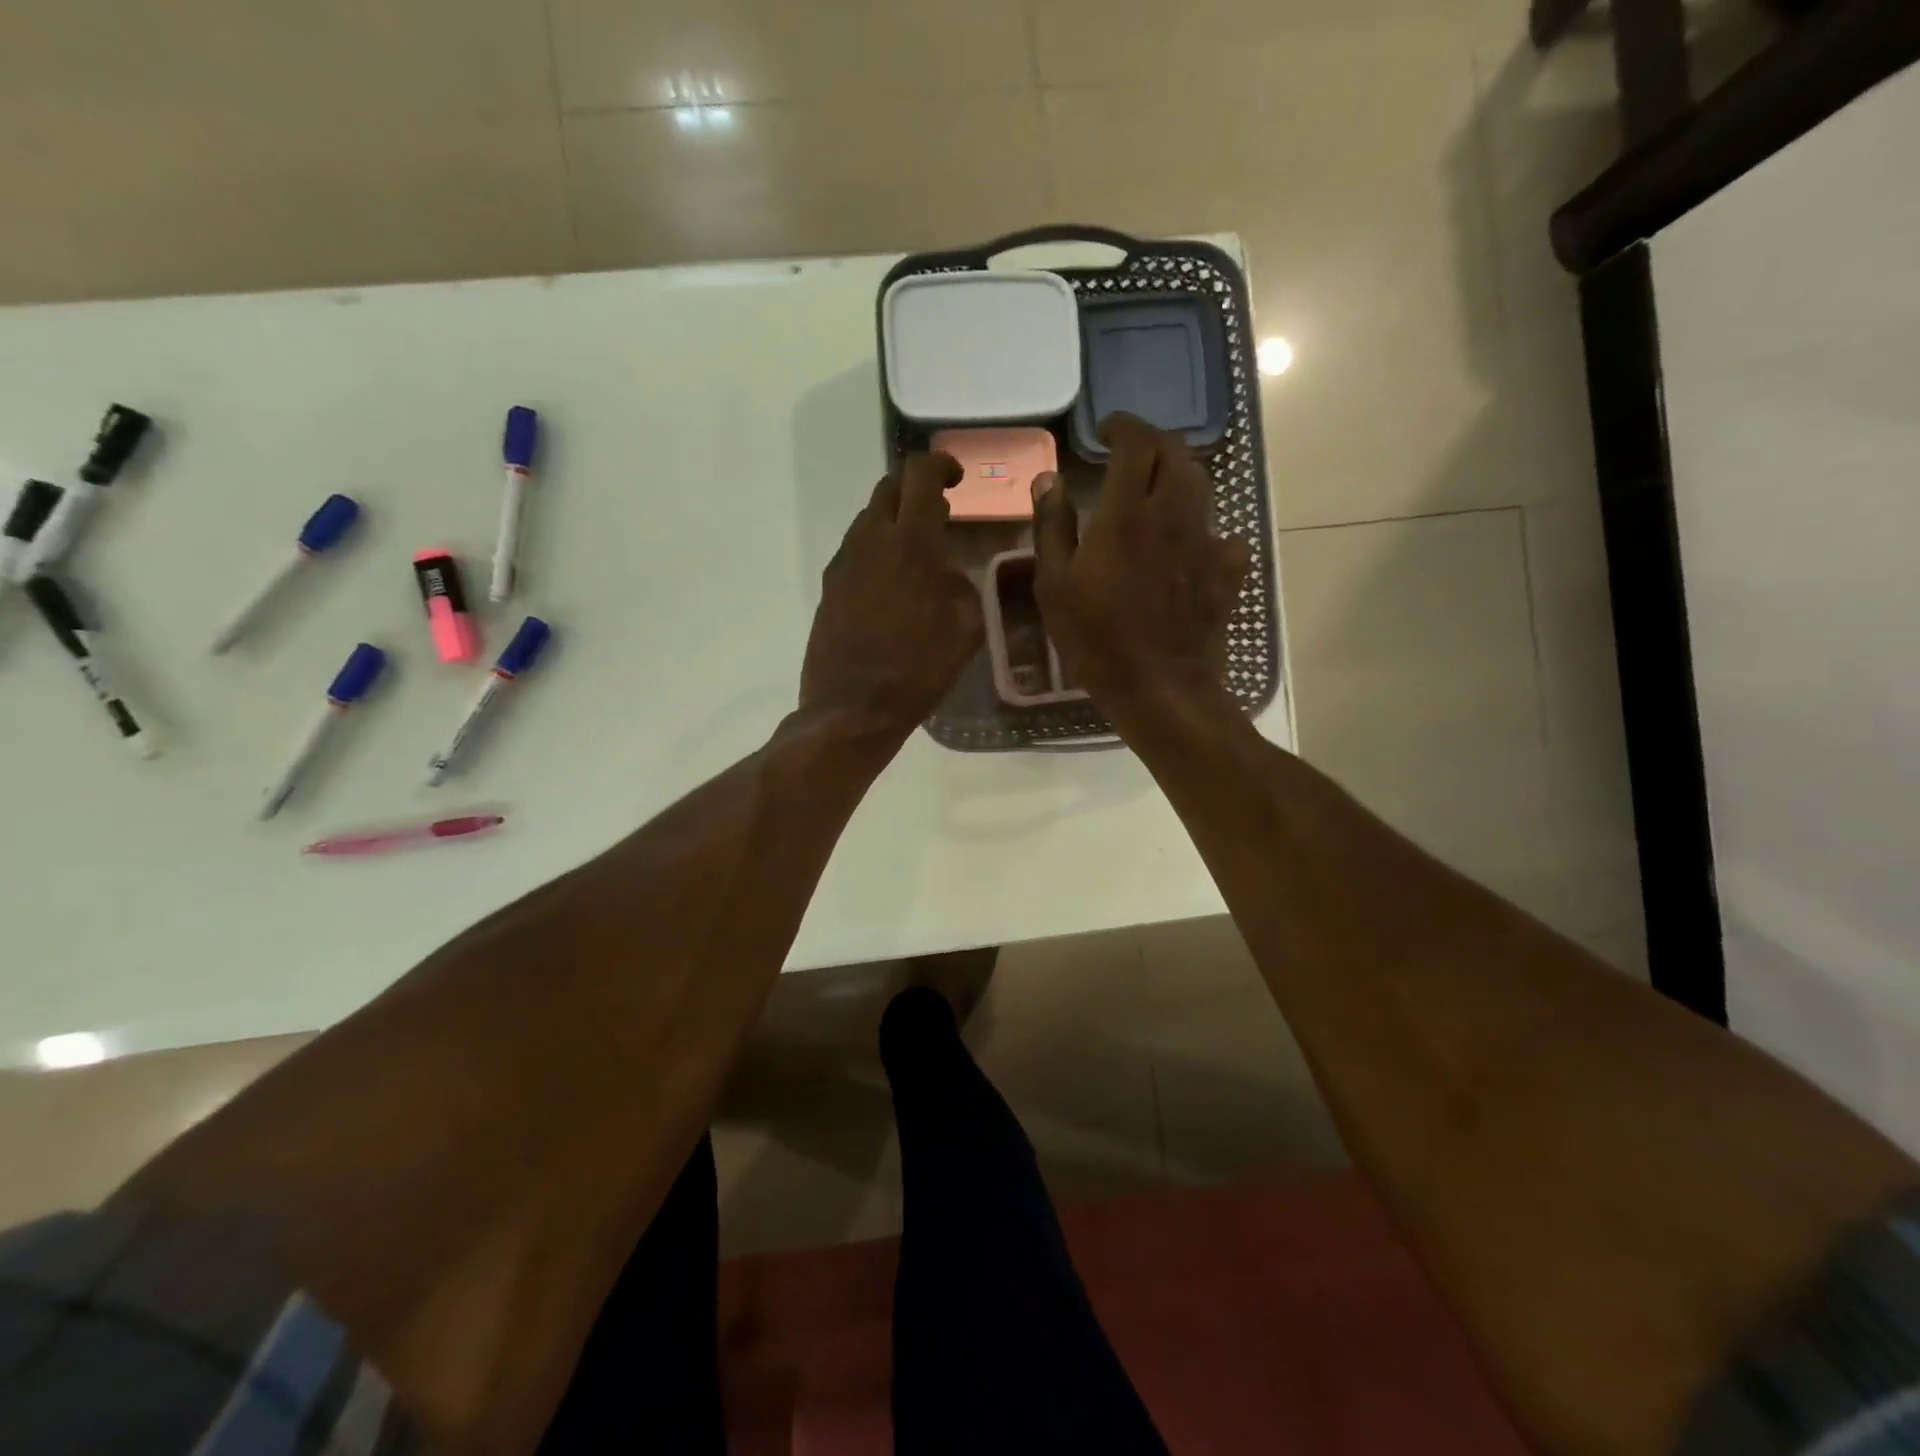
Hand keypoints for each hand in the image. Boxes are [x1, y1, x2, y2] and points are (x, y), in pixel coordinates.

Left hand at [801, 453, 983, 738]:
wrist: (854, 708)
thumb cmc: (920, 669)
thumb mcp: (967, 626)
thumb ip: (962, 582)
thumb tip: (947, 569)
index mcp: (911, 541)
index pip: (920, 474)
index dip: (941, 464)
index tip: (957, 478)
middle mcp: (871, 540)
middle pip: (888, 488)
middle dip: (915, 488)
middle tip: (939, 510)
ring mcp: (843, 562)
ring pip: (869, 519)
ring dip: (894, 521)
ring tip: (917, 551)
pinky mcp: (828, 587)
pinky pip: (856, 551)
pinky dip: (877, 550)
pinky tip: (892, 583)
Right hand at [1031, 413, 1249, 712]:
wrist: (1160, 686)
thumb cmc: (1096, 638)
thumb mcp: (1055, 585)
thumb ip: (1052, 526)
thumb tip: (1049, 479)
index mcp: (1127, 513)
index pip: (1136, 443)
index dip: (1123, 426)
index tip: (1107, 429)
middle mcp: (1173, 514)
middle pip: (1176, 454)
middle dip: (1154, 443)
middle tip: (1131, 454)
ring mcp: (1206, 542)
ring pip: (1201, 487)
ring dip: (1178, 477)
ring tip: (1157, 491)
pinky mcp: (1227, 572)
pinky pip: (1221, 534)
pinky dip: (1203, 529)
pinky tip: (1189, 546)